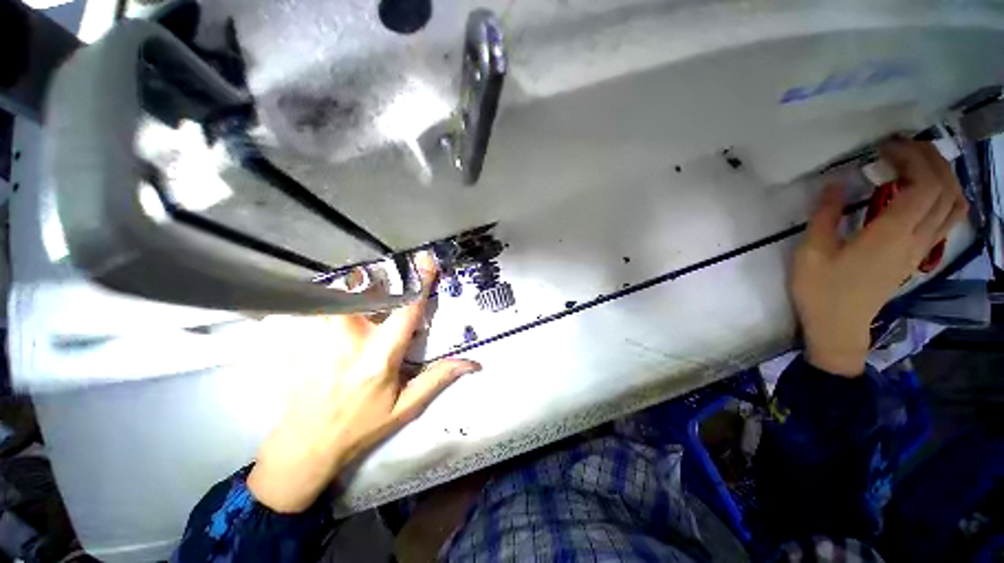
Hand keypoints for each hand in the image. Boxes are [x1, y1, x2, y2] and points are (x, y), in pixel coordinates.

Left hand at [247, 253, 480, 512]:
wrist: (303, 444)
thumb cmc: (360, 426)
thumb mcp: (405, 407)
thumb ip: (437, 378)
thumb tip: (472, 364)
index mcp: (379, 357)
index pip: (406, 310)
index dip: (420, 283)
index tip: (426, 261)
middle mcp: (347, 339)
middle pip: (366, 288)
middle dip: (381, 278)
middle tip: (389, 279)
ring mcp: (315, 334)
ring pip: (339, 288)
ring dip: (355, 285)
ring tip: (363, 292)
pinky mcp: (296, 334)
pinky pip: (316, 300)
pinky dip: (329, 295)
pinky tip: (333, 306)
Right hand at [791, 139, 967, 376]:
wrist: (838, 326)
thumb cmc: (821, 290)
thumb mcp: (811, 252)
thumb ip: (824, 215)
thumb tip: (833, 183)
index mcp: (892, 234)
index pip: (924, 184)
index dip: (911, 157)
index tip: (884, 147)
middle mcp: (917, 238)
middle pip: (945, 189)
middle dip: (929, 158)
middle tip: (900, 147)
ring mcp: (921, 248)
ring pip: (953, 204)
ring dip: (943, 176)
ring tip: (917, 163)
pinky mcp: (918, 255)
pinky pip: (947, 219)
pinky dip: (945, 196)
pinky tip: (925, 191)